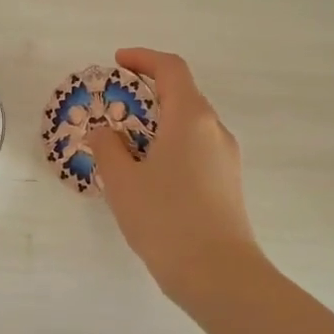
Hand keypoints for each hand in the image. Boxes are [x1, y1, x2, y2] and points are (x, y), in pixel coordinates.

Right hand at [90, 48, 266, 300]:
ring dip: (158, 124)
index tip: (117, 62)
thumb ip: (108, 148)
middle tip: (113, 109)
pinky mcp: (228, 183)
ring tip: (125, 146)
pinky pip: (196, 149)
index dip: (143, 59)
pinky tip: (149, 175)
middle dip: (146, 94)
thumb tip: (105, 132)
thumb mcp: (123, 181)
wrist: (219, 275)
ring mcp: (226, 157)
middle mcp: (214, 130)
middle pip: (182, 95)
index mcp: (190, 117)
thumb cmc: (166, 219)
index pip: (171, 69)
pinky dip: (170, 146)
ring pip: (189, 125)